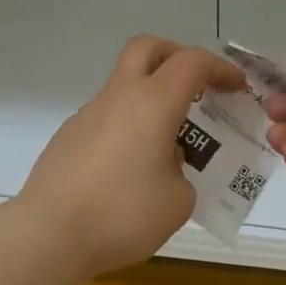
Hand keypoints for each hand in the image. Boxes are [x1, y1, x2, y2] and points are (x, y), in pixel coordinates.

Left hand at [17, 36, 244, 279]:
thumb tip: (166, 163)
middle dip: (177, 57)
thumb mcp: (178, 201)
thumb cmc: (122, 214)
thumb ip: (183, 172)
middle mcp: (118, 97)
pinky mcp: (67, 138)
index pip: (192, 63)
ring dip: (150, 99)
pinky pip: (107, 118)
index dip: (220, 68)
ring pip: (124, 86)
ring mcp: (87, 115)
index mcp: (152, 103)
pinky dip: (128, 127)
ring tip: (169, 145)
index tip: (237, 88)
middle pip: (147, 49)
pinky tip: (131, 170)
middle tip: (196, 85)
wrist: (48, 235)